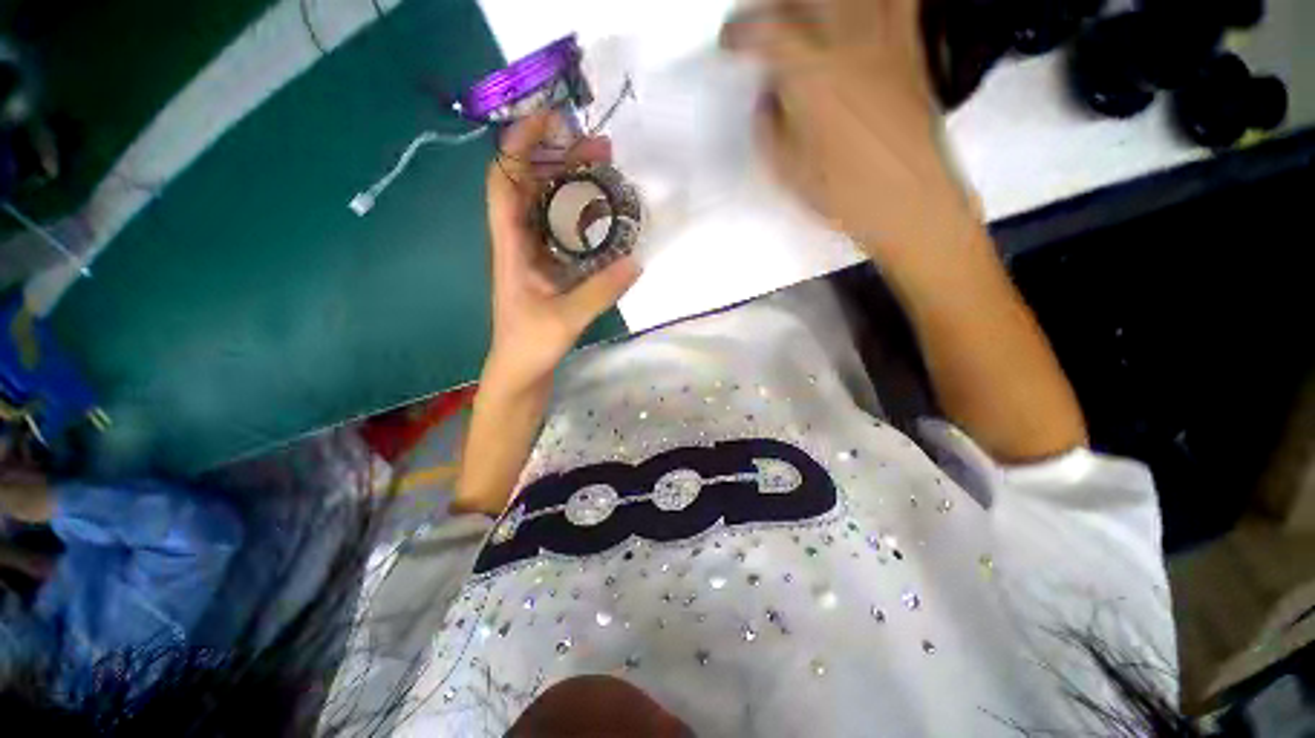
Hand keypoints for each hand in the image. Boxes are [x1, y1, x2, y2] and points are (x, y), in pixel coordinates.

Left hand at [482, 112, 640, 394]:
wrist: (520, 374)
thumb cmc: (529, 347)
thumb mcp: (565, 319)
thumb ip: (600, 291)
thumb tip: (636, 261)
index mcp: (511, 247)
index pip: (505, 182)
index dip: (520, 146)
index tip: (551, 120)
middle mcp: (521, 243)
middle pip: (534, 187)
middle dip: (562, 160)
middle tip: (602, 149)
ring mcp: (538, 257)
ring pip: (551, 208)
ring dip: (576, 186)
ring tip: (609, 172)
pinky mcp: (552, 271)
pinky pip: (567, 234)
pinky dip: (585, 218)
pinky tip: (608, 218)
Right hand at [723, 0, 978, 265]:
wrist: (908, 200)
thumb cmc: (844, 194)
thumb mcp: (787, 170)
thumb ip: (768, 127)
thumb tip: (767, 98)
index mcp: (812, 78)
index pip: (766, 30)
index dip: (739, 31)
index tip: (729, 43)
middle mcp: (850, 45)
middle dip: (777, 2)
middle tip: (765, 21)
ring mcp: (885, 42)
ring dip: (818, 1)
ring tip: (806, 15)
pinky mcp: (911, 50)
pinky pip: (899, 2)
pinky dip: (875, 4)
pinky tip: (857, 17)